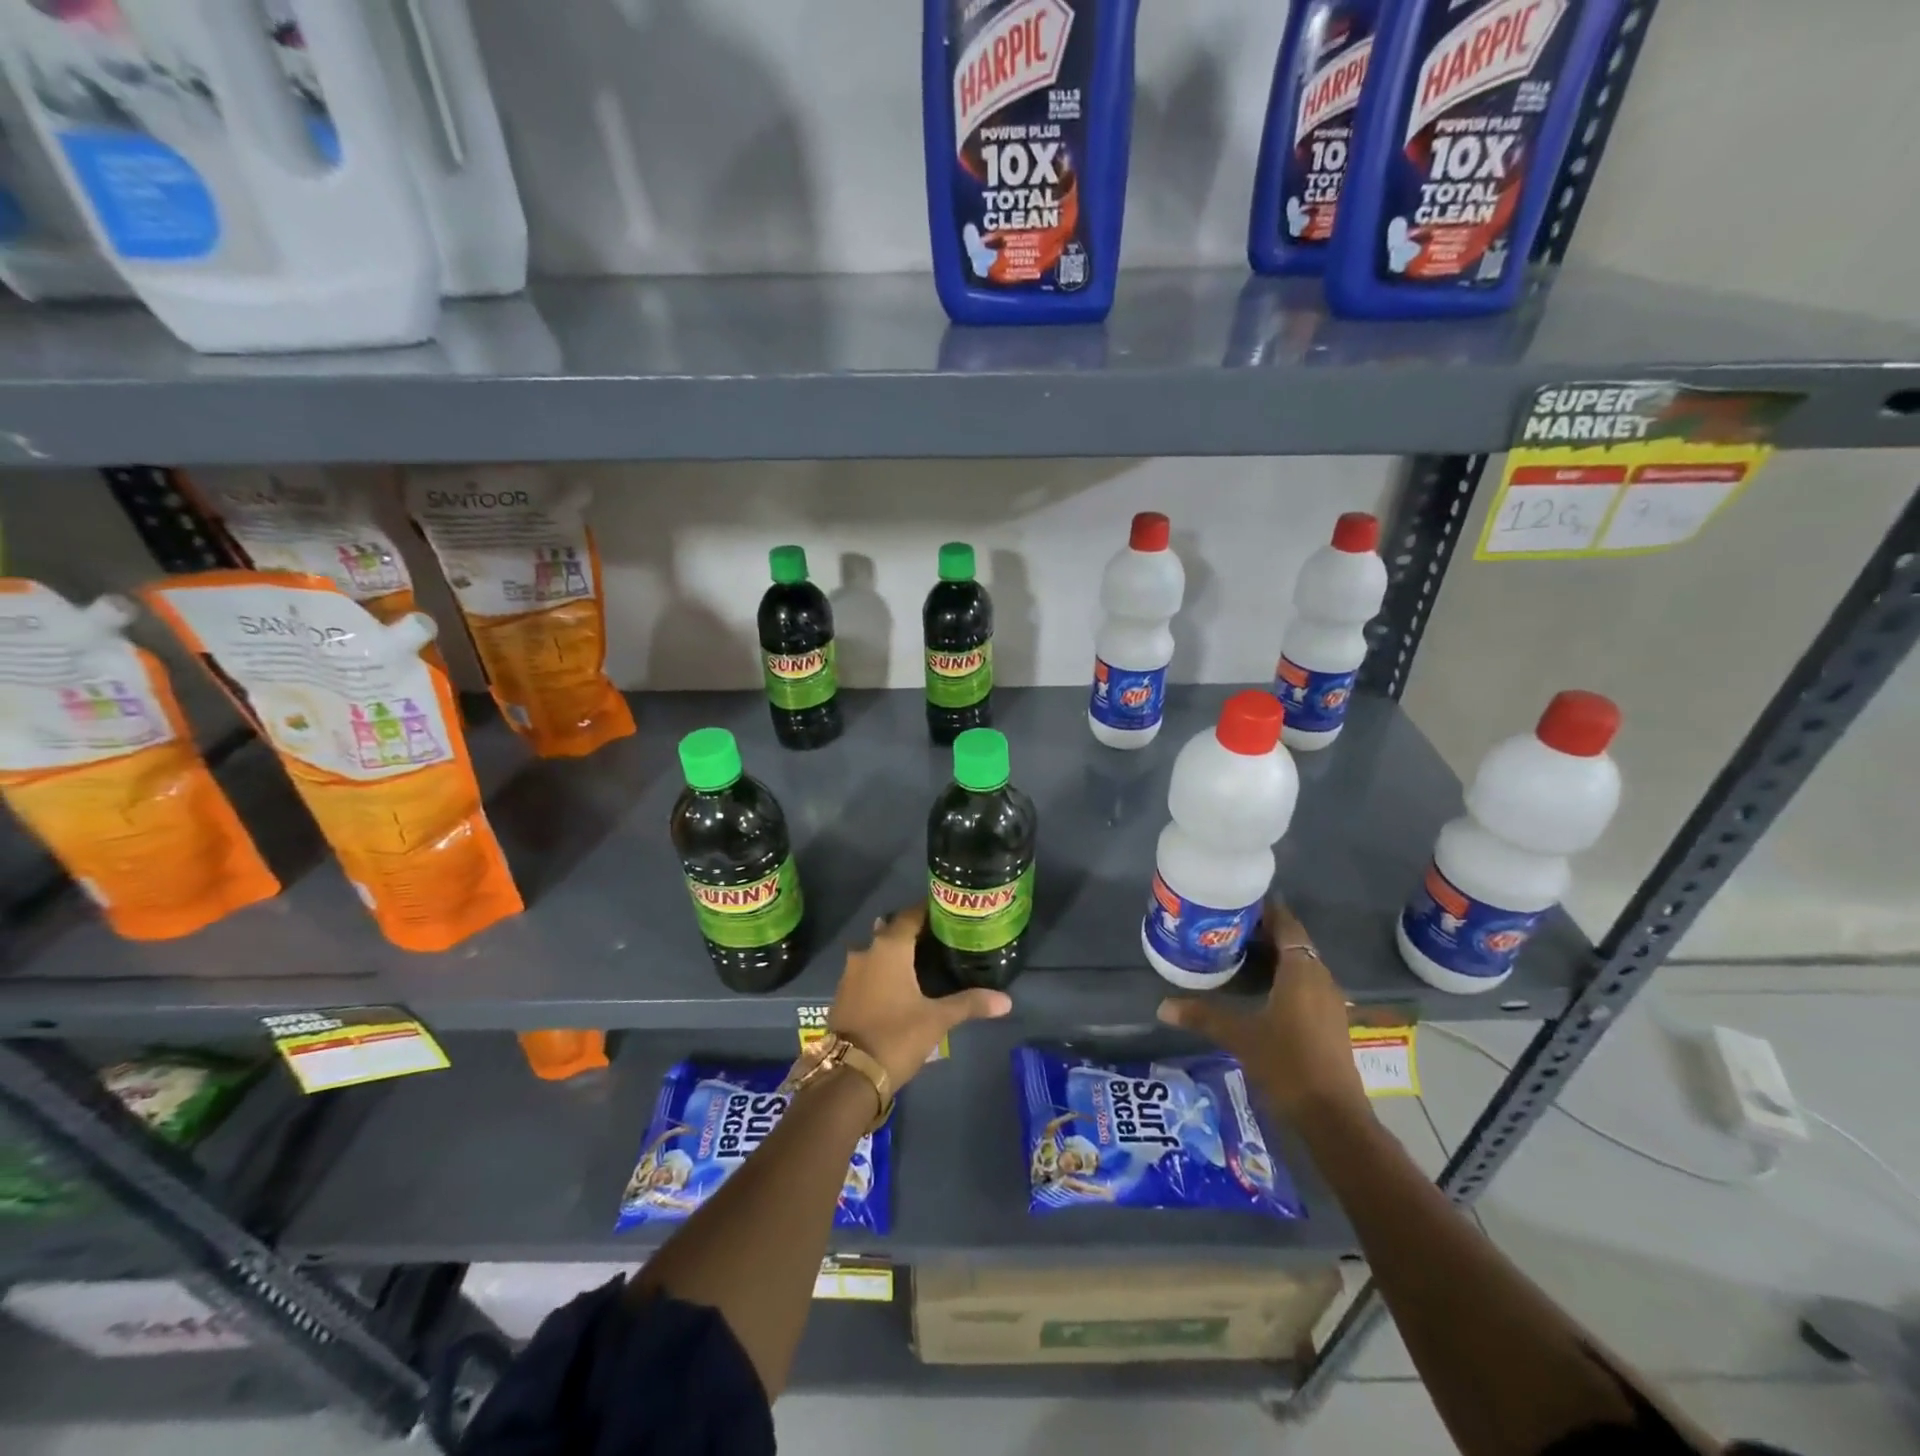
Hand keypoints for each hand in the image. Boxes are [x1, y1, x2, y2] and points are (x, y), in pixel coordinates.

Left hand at [829, 903, 1010, 1089]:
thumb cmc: (897, 1036)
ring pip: (876, 950)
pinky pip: (866, 970)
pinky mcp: (843, 993)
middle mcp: (866, 951)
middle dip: (913, 932)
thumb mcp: (937, 1020)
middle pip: (892, 930)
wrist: (850, 1074)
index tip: (949, 914)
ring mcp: (850, 972)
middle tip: (940, 939)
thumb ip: (970, 1003)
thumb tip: (1006, 1000)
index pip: (911, 915)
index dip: (929, 911)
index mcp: (890, 947)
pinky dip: (881, 971)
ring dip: (895, 952)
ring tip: (921, 961)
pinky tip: (897, 984)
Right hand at [1156, 900, 1369, 1125]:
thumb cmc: (1288, 1065)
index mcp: (1302, 972)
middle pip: (1294, 942)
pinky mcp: (1330, 1022)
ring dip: (1274, 955)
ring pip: (1301, 964)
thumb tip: (1162, 1006)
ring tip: (1237, 952)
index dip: (1265, 910)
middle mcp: (1321, 979)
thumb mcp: (1240, 1037)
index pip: (1287, 925)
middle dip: (1264, 932)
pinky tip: (1259, 988)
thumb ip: (1203, 1016)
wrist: (1334, 1118)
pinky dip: (1284, 977)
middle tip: (1226, 926)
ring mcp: (1329, 1002)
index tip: (1236, 901)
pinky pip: (1306, 984)